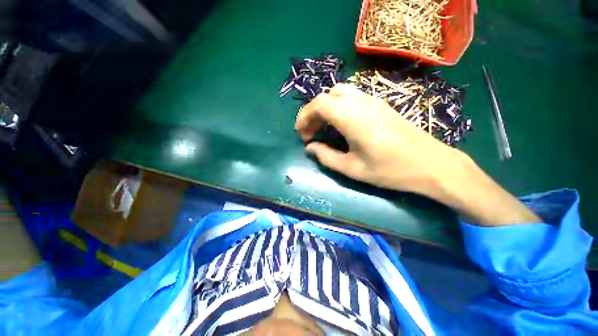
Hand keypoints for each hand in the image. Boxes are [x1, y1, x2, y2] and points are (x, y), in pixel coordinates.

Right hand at [295, 84, 540, 225]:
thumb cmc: (390, 170)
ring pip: (339, 93)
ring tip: (323, 128)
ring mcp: (373, 100)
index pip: (319, 104)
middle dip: (313, 113)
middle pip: (327, 96)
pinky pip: (352, 97)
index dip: (305, 116)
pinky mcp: (381, 104)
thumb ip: (326, 157)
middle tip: (311, 134)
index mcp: (352, 118)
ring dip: (326, 108)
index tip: (301, 134)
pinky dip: (338, 107)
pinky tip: (340, 124)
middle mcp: (361, 102)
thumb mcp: (352, 168)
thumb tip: (310, 148)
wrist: (431, 164)